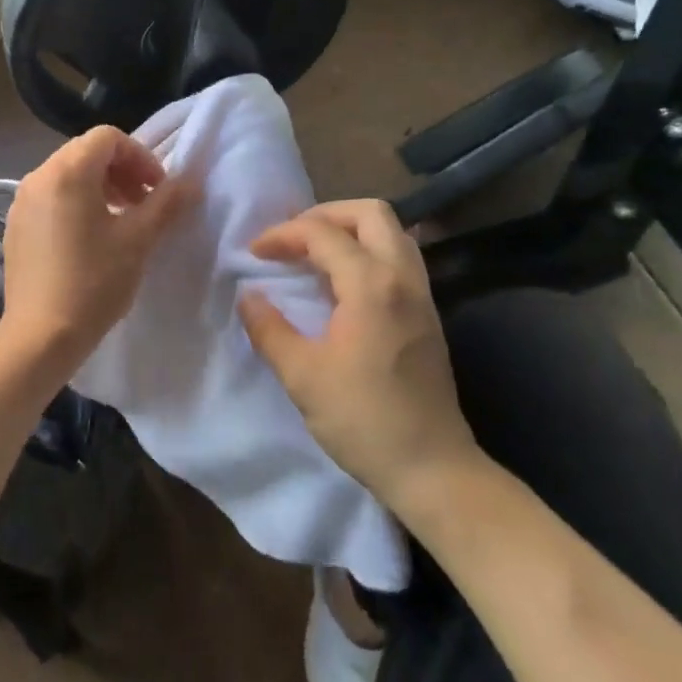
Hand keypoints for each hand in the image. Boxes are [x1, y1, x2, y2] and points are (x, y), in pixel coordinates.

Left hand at [0, 126, 193, 383]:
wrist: (40, 335)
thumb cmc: (94, 281)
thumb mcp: (138, 239)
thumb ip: (166, 202)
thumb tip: (190, 181)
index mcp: (67, 171)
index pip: (108, 138)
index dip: (140, 157)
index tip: (158, 189)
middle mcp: (39, 176)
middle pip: (87, 152)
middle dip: (122, 171)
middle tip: (144, 203)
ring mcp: (22, 201)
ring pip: (68, 174)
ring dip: (101, 186)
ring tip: (122, 220)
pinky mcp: (16, 225)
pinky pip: (51, 197)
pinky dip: (77, 202)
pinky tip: (91, 238)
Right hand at [237, 199, 481, 509]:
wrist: (433, 468)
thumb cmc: (363, 420)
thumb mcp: (302, 376)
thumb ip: (269, 329)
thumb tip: (248, 296)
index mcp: (371, 285)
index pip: (322, 233)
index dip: (283, 234)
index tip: (254, 253)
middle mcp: (403, 277)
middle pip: (370, 212)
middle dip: (325, 213)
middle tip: (292, 237)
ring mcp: (422, 294)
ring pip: (392, 231)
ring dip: (351, 229)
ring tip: (315, 251)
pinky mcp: (428, 313)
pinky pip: (399, 257)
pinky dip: (368, 250)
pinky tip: (343, 281)